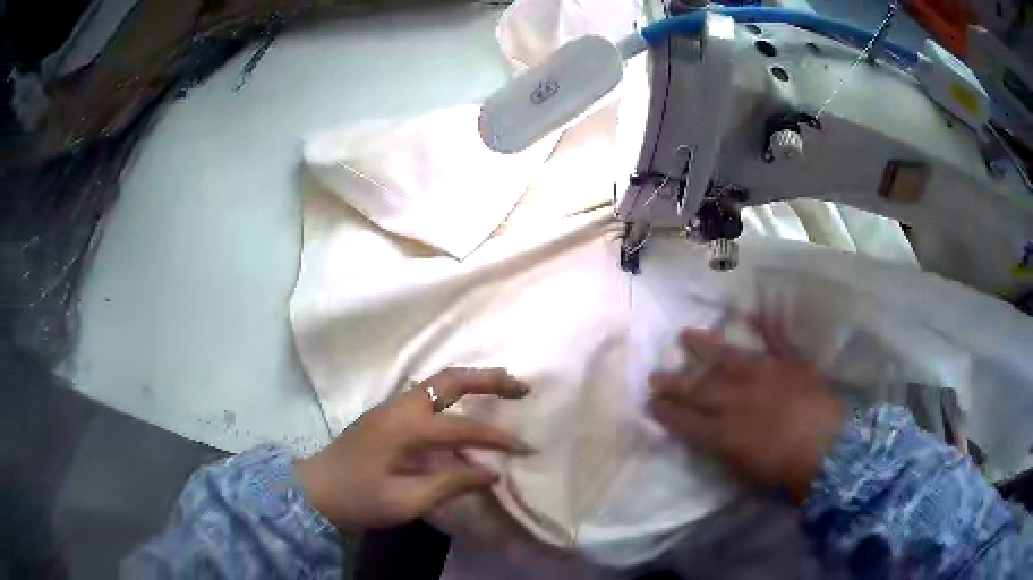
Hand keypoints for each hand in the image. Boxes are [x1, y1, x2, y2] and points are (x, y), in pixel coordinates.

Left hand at [296, 367, 533, 529]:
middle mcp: (400, 407)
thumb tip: (492, 473)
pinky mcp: (386, 415)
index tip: (526, 448)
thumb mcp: (406, 501)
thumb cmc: (358, 498)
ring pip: (437, 381)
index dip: (498, 438)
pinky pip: (427, 393)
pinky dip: (454, 392)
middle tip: (521, 387)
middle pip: (450, 380)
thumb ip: (451, 483)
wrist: (313, 491)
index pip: (463, 426)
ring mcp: (391, 407)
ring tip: (501, 389)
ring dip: (472, 381)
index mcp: (406, 427)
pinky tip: (464, 406)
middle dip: (488, 379)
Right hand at [647, 318, 844, 501]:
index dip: (666, 412)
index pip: (686, 421)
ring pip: (729, 358)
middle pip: (701, 388)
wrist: (831, 452)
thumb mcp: (746, 474)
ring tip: (685, 334)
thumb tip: (707, 436)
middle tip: (654, 374)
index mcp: (726, 433)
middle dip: (675, 382)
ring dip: (706, 346)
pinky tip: (751, 311)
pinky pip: (777, 341)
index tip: (650, 403)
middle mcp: (740, 399)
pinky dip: (766, 325)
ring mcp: (767, 377)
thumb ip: (723, 451)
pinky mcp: (792, 365)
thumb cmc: (787, 474)